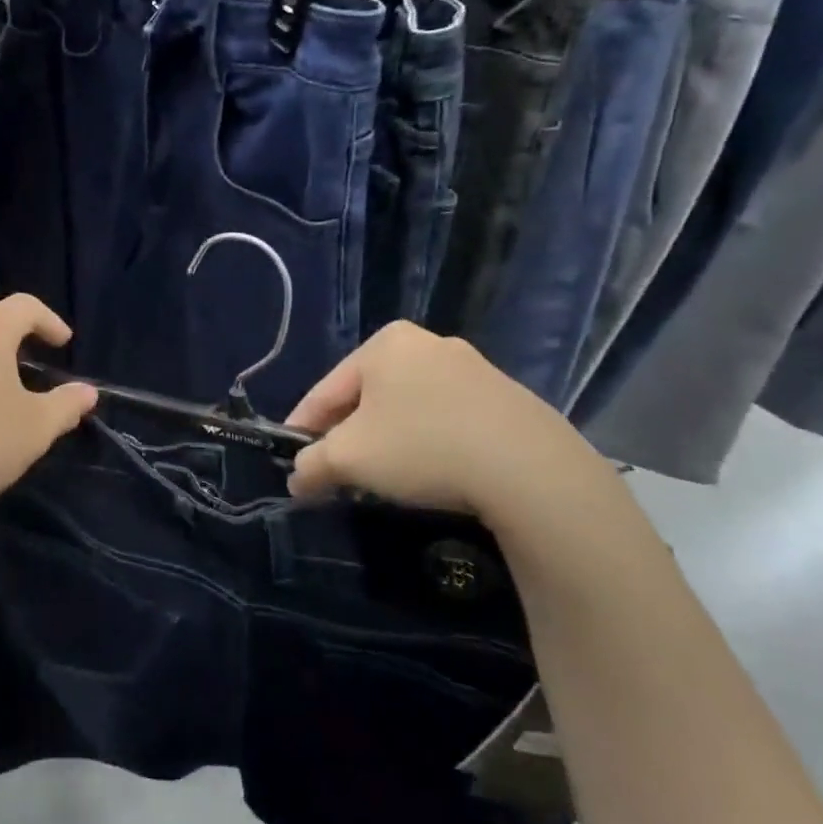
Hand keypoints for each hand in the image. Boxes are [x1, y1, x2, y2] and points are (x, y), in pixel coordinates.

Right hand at [285, 322, 620, 526]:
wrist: (530, 469)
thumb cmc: (421, 447)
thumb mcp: (348, 459)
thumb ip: (311, 465)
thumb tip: (297, 480)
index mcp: (385, 344)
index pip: (325, 390)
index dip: (302, 428)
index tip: (291, 461)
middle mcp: (428, 344)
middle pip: (367, 397)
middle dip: (348, 435)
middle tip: (337, 471)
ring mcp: (473, 369)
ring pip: (408, 407)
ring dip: (388, 440)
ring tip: (382, 477)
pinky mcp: (507, 398)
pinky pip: (446, 419)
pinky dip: (428, 443)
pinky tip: (432, 473)